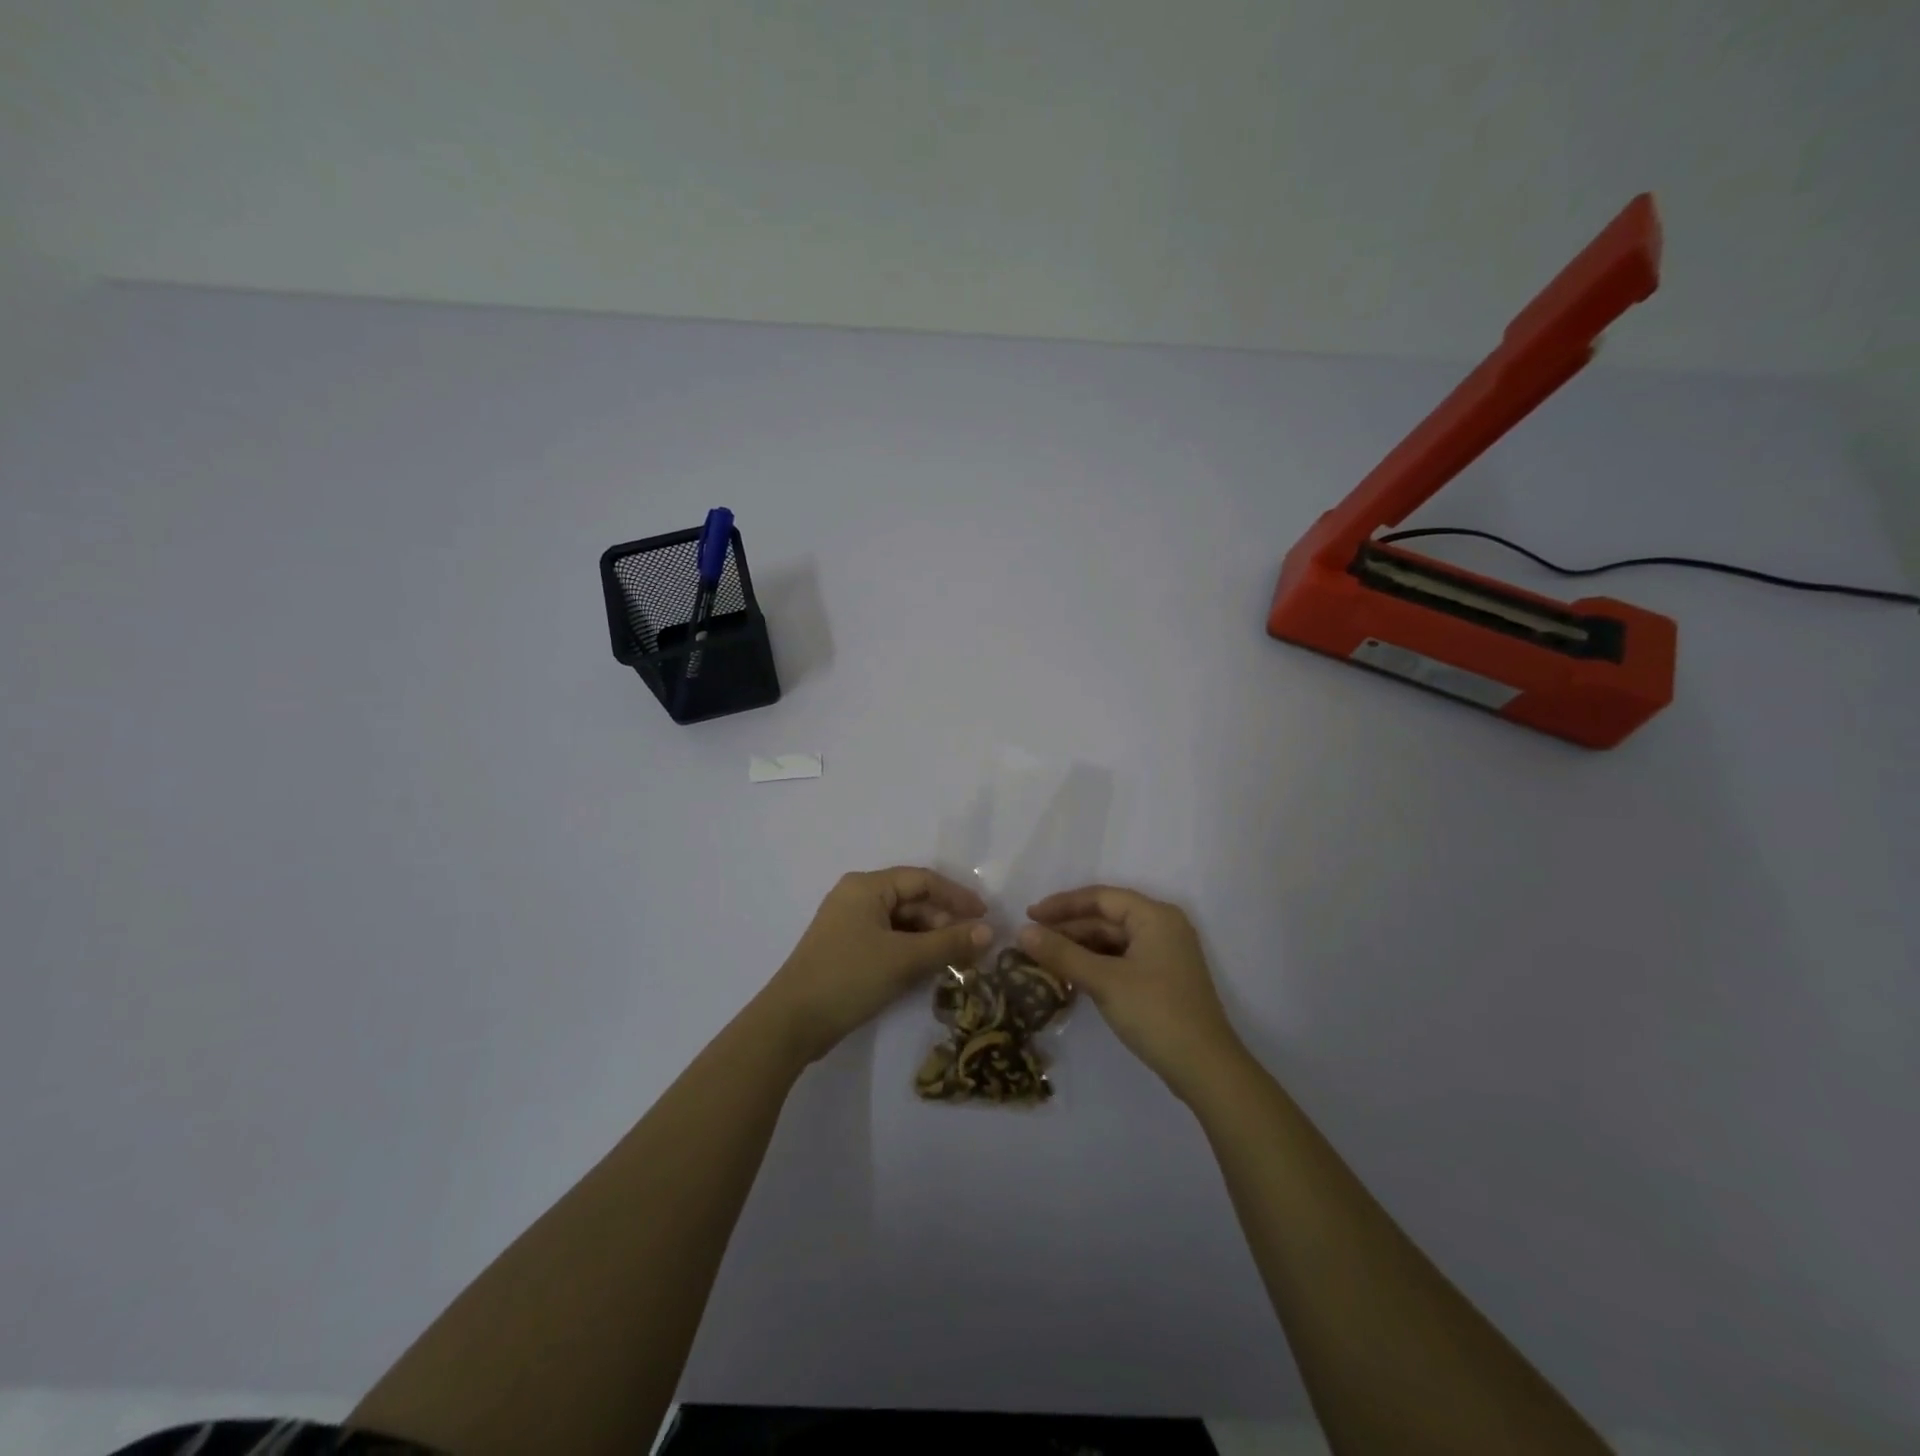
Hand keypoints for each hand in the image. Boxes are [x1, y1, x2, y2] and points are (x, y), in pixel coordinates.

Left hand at [762, 867, 991, 1064]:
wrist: (791, 1023)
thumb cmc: (849, 978)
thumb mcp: (904, 959)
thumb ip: (948, 943)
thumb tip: (989, 931)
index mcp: (867, 886)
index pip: (922, 880)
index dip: (957, 896)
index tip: (985, 916)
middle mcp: (857, 897)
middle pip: (912, 900)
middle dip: (944, 921)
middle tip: (972, 947)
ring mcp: (849, 924)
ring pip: (901, 922)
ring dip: (930, 938)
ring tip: (957, 961)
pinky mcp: (846, 949)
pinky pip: (888, 940)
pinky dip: (911, 950)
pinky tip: (929, 969)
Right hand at [1020, 885, 1243, 1100]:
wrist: (1205, 1068)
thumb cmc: (1155, 1013)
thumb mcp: (1104, 981)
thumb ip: (1062, 954)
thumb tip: (1022, 932)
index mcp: (1154, 916)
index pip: (1101, 897)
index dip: (1062, 904)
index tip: (1029, 916)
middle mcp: (1162, 927)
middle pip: (1106, 917)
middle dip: (1068, 928)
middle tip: (1031, 941)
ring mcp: (1164, 954)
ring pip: (1112, 940)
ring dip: (1079, 947)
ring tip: (1044, 958)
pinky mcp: (1162, 978)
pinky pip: (1121, 959)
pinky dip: (1095, 963)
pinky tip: (1071, 975)